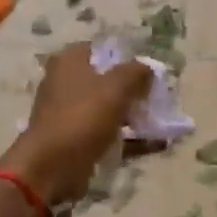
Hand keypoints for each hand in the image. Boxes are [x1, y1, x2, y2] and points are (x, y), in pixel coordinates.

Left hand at [0, 43, 151, 205]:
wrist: (51, 168)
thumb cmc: (82, 117)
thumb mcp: (116, 87)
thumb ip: (137, 72)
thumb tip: (148, 68)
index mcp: (69, 62)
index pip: (102, 49)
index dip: (128, 58)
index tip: (150, 72)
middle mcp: (66, 83)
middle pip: (107, 80)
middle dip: (135, 89)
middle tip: (159, 97)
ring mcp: (70, 114)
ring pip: (110, 109)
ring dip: (135, 116)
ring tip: (164, 123)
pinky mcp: (76, 140)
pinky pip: (109, 135)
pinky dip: (131, 139)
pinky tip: (158, 145)